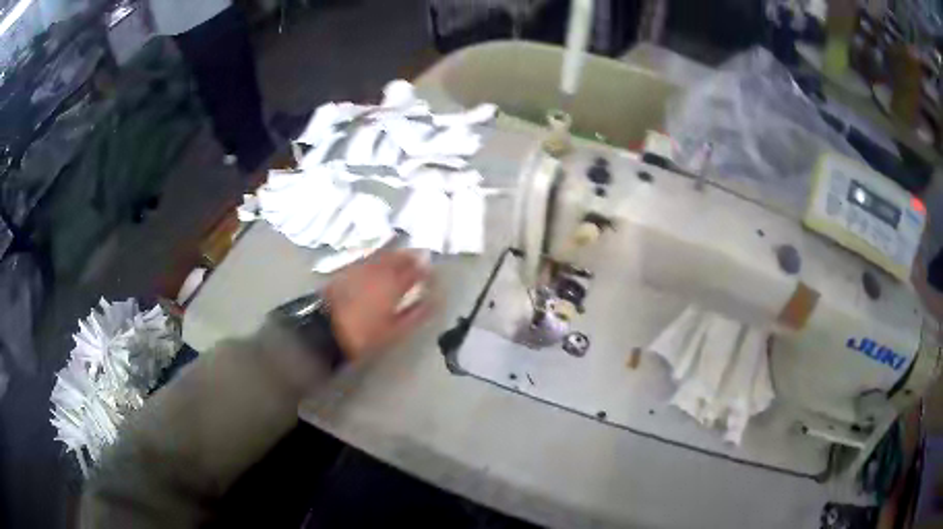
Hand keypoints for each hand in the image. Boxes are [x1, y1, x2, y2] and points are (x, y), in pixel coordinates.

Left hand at [324, 250, 432, 361]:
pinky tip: (379, 262)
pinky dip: (379, 257)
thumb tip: (431, 302)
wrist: (325, 329)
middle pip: (399, 258)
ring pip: (384, 255)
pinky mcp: (347, 269)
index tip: (433, 271)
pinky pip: (369, 258)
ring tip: (403, 256)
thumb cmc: (363, 335)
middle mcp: (380, 271)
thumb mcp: (394, 331)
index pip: (415, 271)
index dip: (425, 270)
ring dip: (396, 254)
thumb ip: (415, 314)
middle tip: (421, 258)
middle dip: (411, 257)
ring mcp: (362, 268)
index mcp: (394, 285)